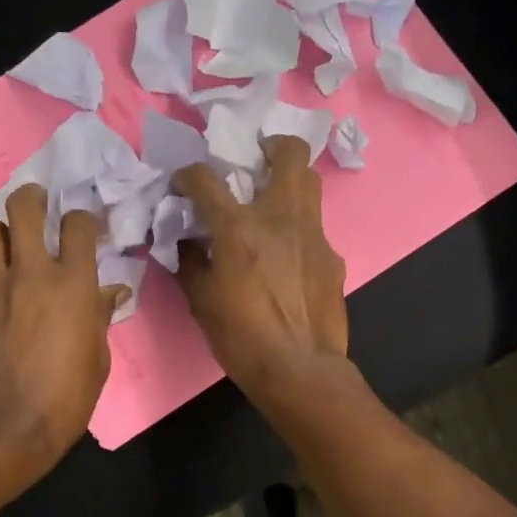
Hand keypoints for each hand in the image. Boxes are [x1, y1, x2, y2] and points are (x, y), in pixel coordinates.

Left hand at [0, 185, 127, 474]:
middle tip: (41, 205)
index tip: (88, 227)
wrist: (9, 425)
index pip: (78, 224)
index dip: (84, 218)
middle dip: (33, 197)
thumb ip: (101, 316)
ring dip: (3, 224)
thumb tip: (112, 293)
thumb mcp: (98, 358)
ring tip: (15, 236)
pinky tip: (7, 278)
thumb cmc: (67, 396)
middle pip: (24, 207)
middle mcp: (34, 272)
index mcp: (74, 284)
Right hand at [174, 135, 348, 400]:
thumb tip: (185, 242)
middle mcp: (280, 218)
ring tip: (272, 198)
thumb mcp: (201, 302)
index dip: (189, 174)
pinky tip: (288, 255)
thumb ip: (190, 263)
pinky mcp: (332, 257)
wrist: (299, 370)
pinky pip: (314, 227)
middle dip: (270, 146)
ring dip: (290, 179)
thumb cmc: (241, 338)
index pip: (207, 178)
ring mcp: (313, 234)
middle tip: (255, 161)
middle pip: (289, 153)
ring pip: (311, 183)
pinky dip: (297, 228)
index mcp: (239, 228)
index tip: (184, 184)